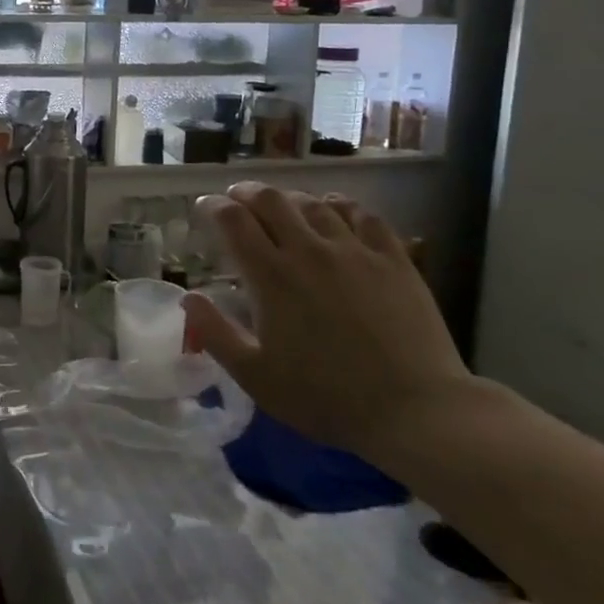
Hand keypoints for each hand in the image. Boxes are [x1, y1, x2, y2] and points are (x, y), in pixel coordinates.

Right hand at [184, 185, 470, 463]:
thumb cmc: (326, 397)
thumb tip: (188, 298)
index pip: (234, 221)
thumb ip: (215, 334)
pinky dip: (340, 205)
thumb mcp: (256, 377)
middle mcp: (309, 251)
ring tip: (281, 203)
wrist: (415, 410)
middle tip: (237, 197)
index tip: (205, 206)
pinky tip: (334, 209)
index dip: (214, 206)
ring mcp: (355, 251)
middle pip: (271, 200)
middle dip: (246, 192)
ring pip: (314, 203)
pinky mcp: (393, 259)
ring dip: (289, 198)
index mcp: (272, 277)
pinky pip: (362, 215)